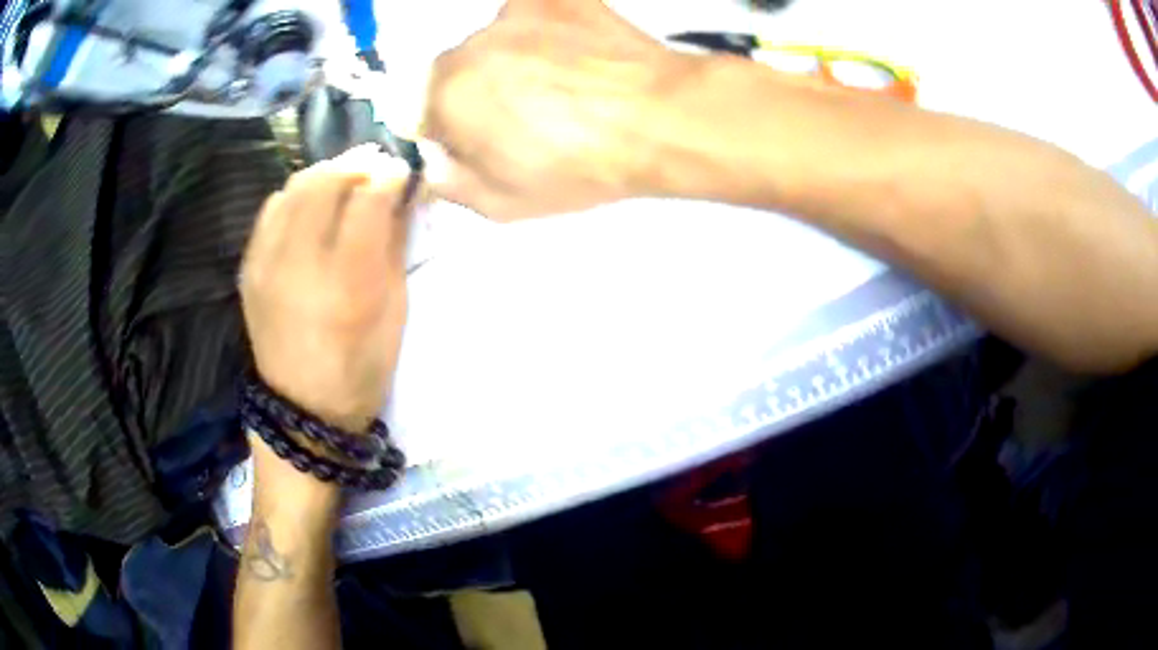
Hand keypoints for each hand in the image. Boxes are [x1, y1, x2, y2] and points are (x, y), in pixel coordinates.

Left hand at [241, 146, 415, 432]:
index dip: (389, 176)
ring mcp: (266, 262)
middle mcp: (299, 264)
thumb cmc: (360, 367)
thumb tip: (400, 193)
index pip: (368, 199)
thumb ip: (395, 244)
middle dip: (357, 164)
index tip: (402, 171)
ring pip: (295, 186)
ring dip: (326, 173)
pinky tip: (311, 204)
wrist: (302, 408)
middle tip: (376, 167)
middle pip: (326, 181)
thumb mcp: (394, 311)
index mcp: (346, 283)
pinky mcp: (249, 265)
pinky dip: (297, 194)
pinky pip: (272, 207)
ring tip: (345, 180)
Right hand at [420, 0, 702, 220]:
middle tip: (531, 115)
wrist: (658, 118)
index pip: (424, 113)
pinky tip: (577, 54)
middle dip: (479, 93)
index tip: (485, 144)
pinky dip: (545, 31)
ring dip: (512, 60)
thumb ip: (449, 183)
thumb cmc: (578, 166)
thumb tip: (432, 161)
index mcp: (446, 95)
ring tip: (564, 85)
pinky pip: (533, 14)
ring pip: (495, 42)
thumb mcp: (503, 205)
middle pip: (458, 71)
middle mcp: (469, 45)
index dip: (452, 133)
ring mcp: (514, 13)